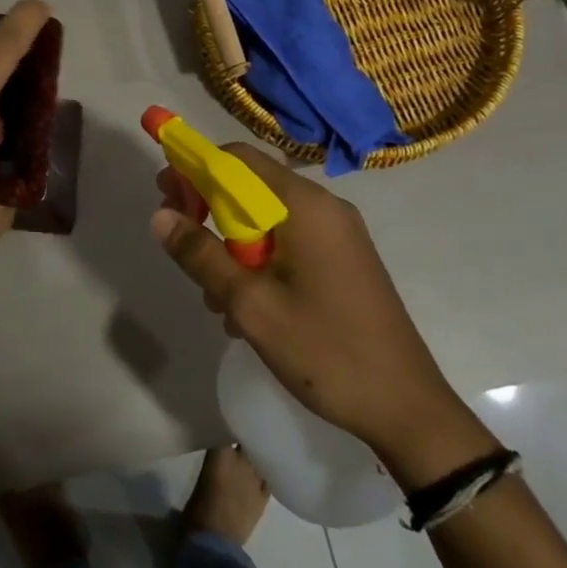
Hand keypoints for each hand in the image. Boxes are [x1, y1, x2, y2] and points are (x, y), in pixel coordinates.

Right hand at [152, 145, 497, 487]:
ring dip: (232, 243)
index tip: (166, 197)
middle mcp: (325, 208)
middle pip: (252, 185)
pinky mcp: (345, 260)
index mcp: (304, 206)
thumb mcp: (250, 305)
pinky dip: (259, 259)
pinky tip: (246, 307)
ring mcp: (339, 234)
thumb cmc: (325, 350)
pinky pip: (289, 241)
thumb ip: (201, 255)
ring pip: (267, 217)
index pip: (237, 158)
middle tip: (181, 241)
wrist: (407, 409)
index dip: (195, 169)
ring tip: (213, 293)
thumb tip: (160, 217)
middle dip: (209, 208)